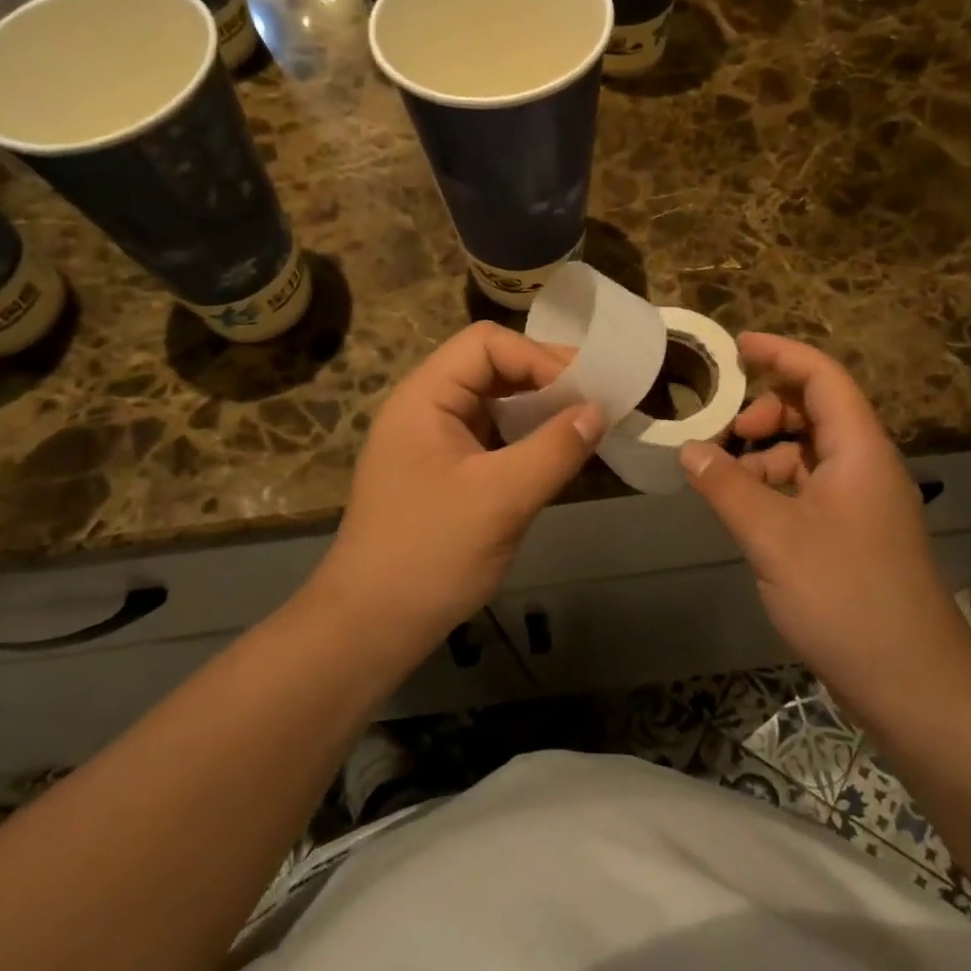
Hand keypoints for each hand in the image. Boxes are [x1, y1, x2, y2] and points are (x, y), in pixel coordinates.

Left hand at [320, 322, 604, 637]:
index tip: (584, 393)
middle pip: (492, 367)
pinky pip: (493, 438)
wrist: (371, 626)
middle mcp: (427, 408)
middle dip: (545, 380)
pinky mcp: (446, 473)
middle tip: (597, 403)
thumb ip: (554, 449)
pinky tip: (557, 456)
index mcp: (425, 397)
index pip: (487, 344)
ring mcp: (435, 442)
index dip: (538, 358)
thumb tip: (600, 410)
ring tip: (585, 426)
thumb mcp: (500, 498)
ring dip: (540, 409)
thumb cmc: (429, 554)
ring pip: (495, 403)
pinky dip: (527, 438)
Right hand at [678, 334, 970, 708]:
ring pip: (808, 452)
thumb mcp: (773, 537)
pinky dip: (775, 486)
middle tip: (723, 434)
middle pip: (814, 411)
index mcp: (858, 450)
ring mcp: (861, 502)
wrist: (911, 681)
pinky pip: (809, 487)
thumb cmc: (845, 596)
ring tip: (723, 478)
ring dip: (766, 453)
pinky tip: (745, 511)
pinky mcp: (853, 534)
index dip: (781, 353)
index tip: (736, 346)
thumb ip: (727, 487)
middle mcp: (864, 465)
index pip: (822, 377)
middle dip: (764, 412)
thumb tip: (688, 450)